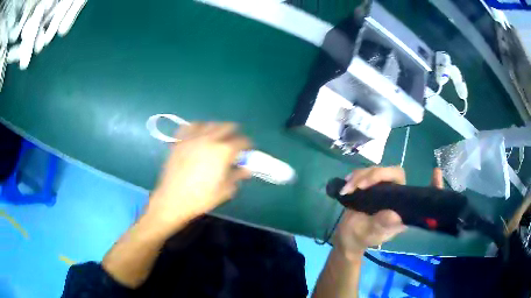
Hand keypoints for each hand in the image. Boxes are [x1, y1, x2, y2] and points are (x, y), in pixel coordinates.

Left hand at [146, 122, 251, 231]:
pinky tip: (198, 134)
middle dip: (234, 132)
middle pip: (226, 127)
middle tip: (233, 142)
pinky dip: (197, 127)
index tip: (247, 150)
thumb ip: (237, 176)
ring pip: (209, 124)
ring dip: (216, 128)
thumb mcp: (225, 190)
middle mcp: (209, 139)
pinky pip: (189, 126)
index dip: (247, 145)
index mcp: (223, 151)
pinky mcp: (180, 141)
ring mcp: (192, 138)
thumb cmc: (201, 198)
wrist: (173, 199)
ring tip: (217, 136)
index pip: (241, 141)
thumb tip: (247, 169)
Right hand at [333, 167, 442, 258]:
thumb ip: (382, 225)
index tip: (436, 173)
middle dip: (376, 175)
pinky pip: (365, 172)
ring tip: (348, 188)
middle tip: (359, 185)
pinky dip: (355, 176)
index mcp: (402, 208)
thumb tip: (394, 215)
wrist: (347, 237)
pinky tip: (346, 184)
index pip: (420, 194)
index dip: (432, 186)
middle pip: (394, 173)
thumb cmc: (361, 237)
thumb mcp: (371, 234)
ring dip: (361, 176)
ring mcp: (383, 189)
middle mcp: (396, 195)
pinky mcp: (371, 185)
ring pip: (377, 170)